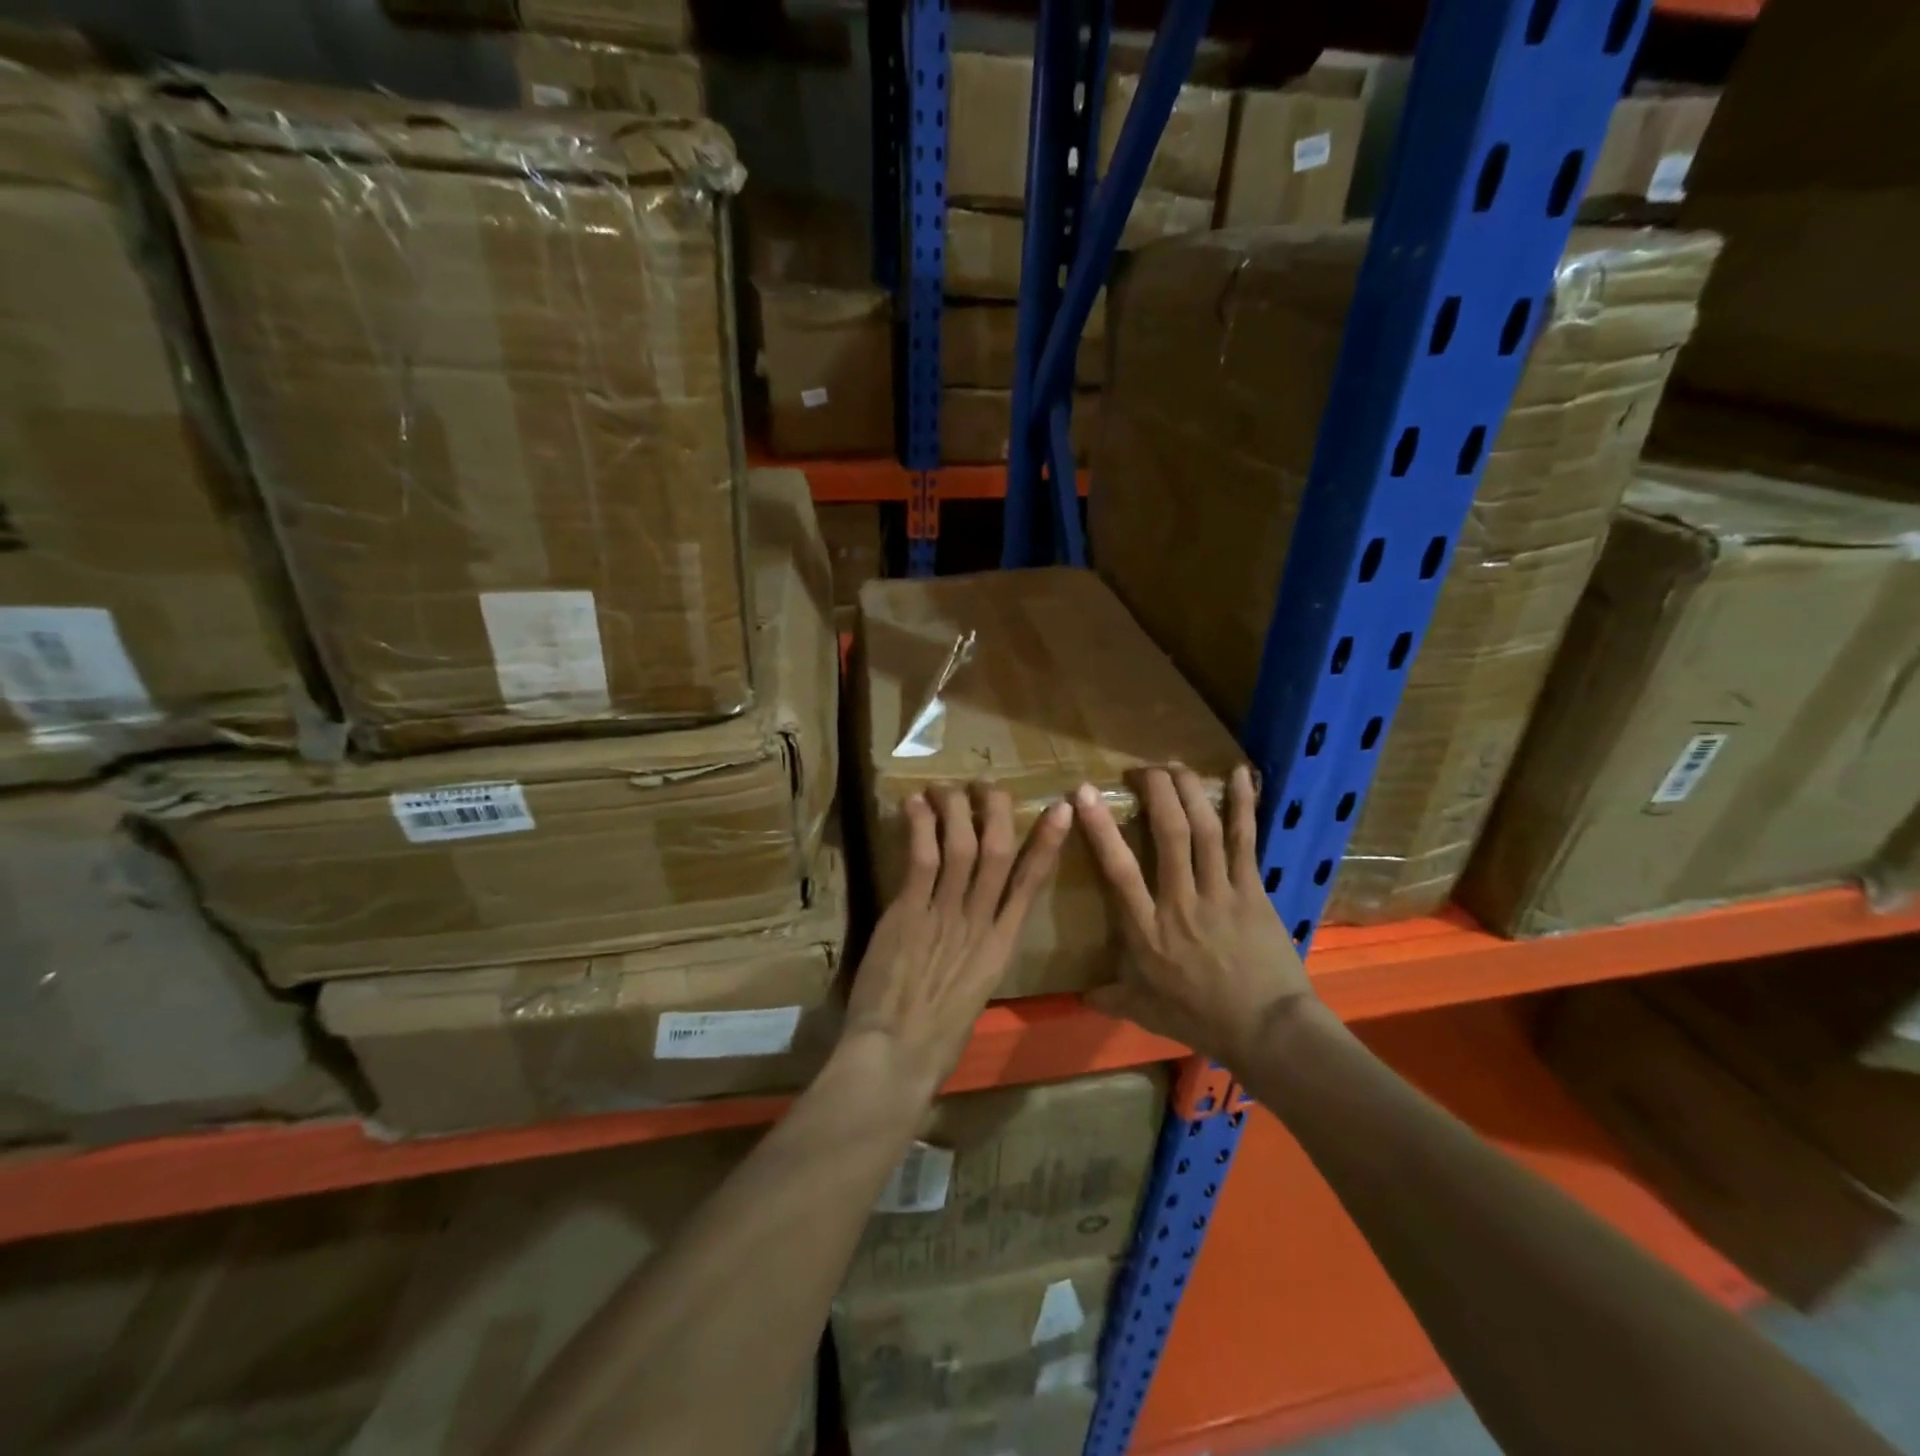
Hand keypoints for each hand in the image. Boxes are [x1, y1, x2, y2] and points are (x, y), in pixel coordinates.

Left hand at [844, 784, 1072, 1099]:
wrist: (898, 1055)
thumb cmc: (937, 1039)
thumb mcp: (974, 993)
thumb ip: (977, 955)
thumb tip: (975, 931)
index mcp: (1002, 947)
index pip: (1032, 884)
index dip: (1047, 843)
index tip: (1061, 810)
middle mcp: (980, 923)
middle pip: (998, 853)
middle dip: (997, 812)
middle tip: (987, 786)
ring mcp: (945, 915)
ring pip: (962, 848)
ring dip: (956, 810)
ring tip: (946, 787)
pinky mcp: (909, 913)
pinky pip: (922, 860)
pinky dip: (921, 828)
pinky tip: (915, 805)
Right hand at [1075, 765, 1314, 1069]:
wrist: (1269, 1032)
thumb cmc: (1202, 1021)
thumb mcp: (1147, 1013)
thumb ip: (1112, 997)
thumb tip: (1078, 995)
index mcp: (1148, 931)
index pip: (1119, 870)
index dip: (1101, 828)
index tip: (1084, 794)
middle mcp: (1181, 902)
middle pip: (1168, 834)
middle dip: (1154, 792)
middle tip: (1141, 768)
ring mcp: (1221, 893)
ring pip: (1204, 830)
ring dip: (1189, 791)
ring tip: (1175, 765)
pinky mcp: (1253, 891)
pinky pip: (1245, 841)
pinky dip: (1242, 805)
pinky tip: (1239, 773)